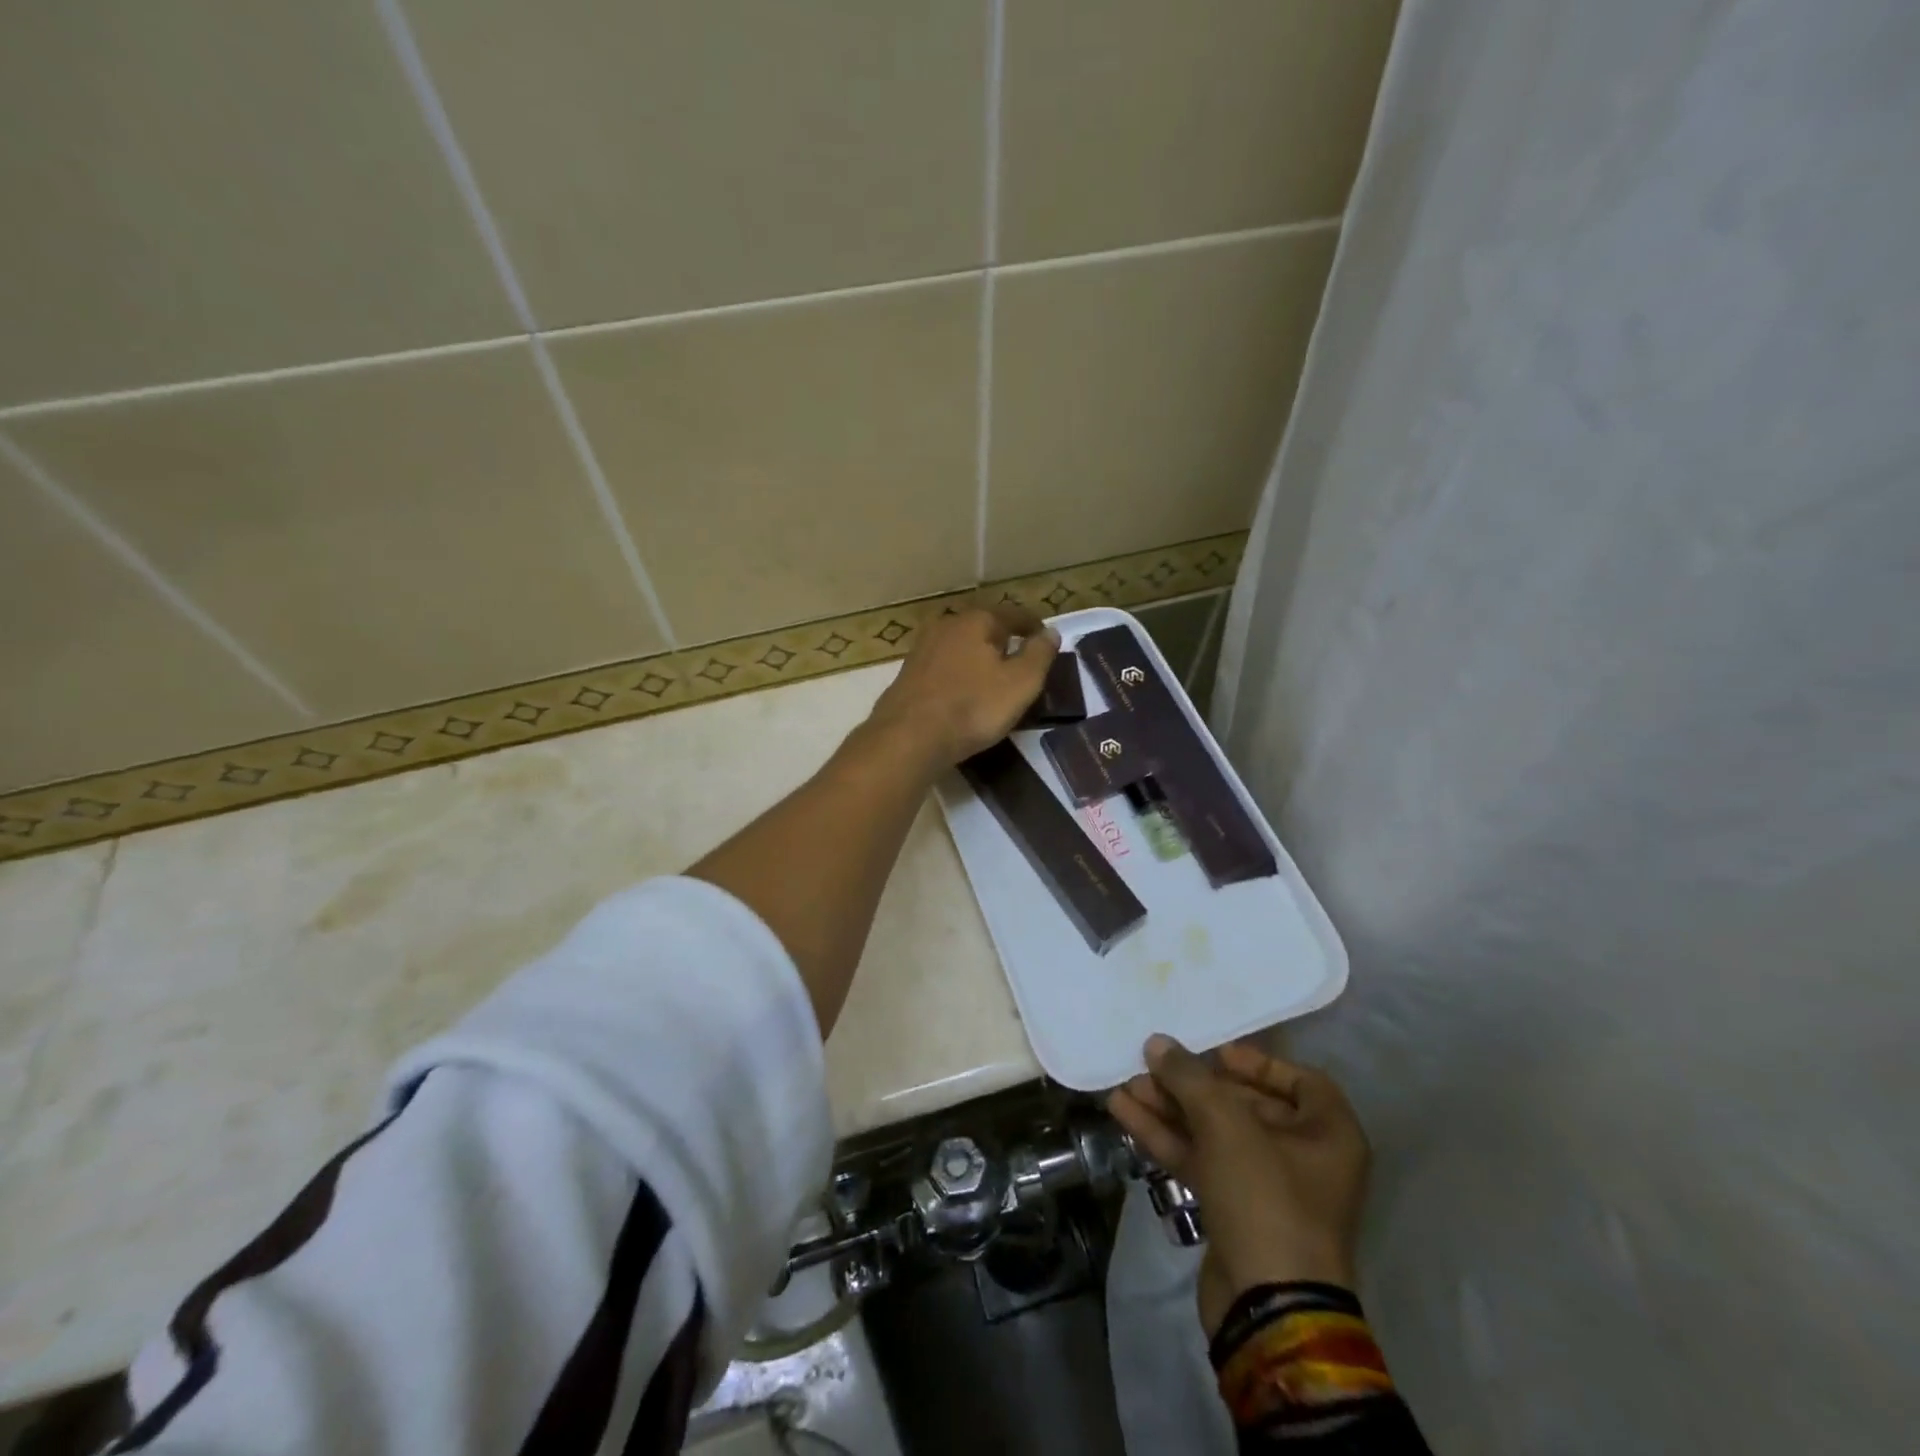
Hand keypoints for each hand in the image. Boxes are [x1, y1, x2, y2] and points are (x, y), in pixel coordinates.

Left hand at [867, 604, 1060, 767]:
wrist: (909, 737)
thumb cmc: (973, 707)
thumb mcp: (1021, 683)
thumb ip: (1039, 654)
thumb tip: (1051, 632)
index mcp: (977, 620)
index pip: (1013, 614)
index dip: (1032, 625)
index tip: (1045, 638)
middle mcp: (946, 625)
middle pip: (983, 625)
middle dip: (1002, 638)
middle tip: (1020, 657)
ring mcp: (922, 648)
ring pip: (960, 645)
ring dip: (978, 655)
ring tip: (993, 674)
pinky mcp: (908, 673)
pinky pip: (944, 665)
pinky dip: (959, 672)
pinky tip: (964, 689)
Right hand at [1109, 1035, 1369, 1334]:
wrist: (1267, 1310)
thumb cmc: (1265, 1199)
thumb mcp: (1226, 1125)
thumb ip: (1189, 1078)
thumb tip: (1158, 1043)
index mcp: (1328, 1135)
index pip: (1301, 1080)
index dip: (1257, 1062)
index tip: (1214, 1053)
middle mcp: (1305, 1159)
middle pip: (1245, 1104)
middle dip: (1193, 1085)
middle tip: (1151, 1065)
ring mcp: (1268, 1190)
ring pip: (1214, 1133)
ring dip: (1171, 1108)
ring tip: (1126, 1085)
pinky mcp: (1235, 1213)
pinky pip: (1200, 1161)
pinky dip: (1166, 1137)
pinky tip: (1125, 1114)